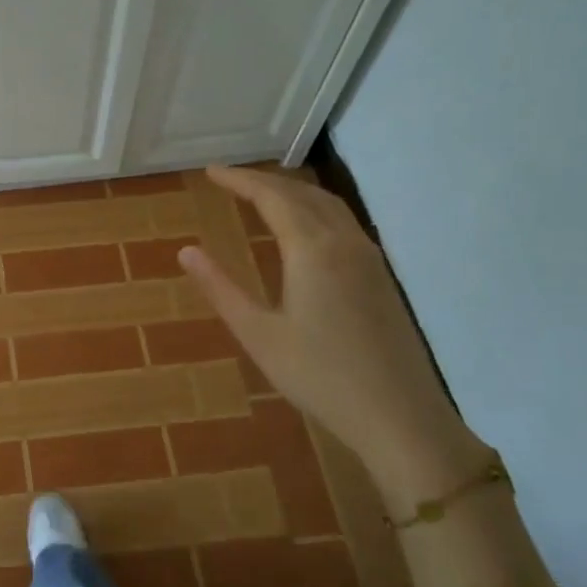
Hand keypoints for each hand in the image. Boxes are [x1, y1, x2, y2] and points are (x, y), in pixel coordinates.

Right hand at [178, 165, 484, 511]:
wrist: (399, 415)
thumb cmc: (319, 376)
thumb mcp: (258, 334)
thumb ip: (221, 288)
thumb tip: (186, 251)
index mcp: (312, 250)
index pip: (272, 197)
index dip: (240, 180)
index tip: (211, 172)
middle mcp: (344, 242)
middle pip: (303, 193)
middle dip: (264, 181)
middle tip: (231, 180)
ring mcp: (368, 258)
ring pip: (328, 205)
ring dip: (293, 192)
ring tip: (262, 195)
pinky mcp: (381, 277)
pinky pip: (343, 223)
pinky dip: (314, 210)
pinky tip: (303, 230)